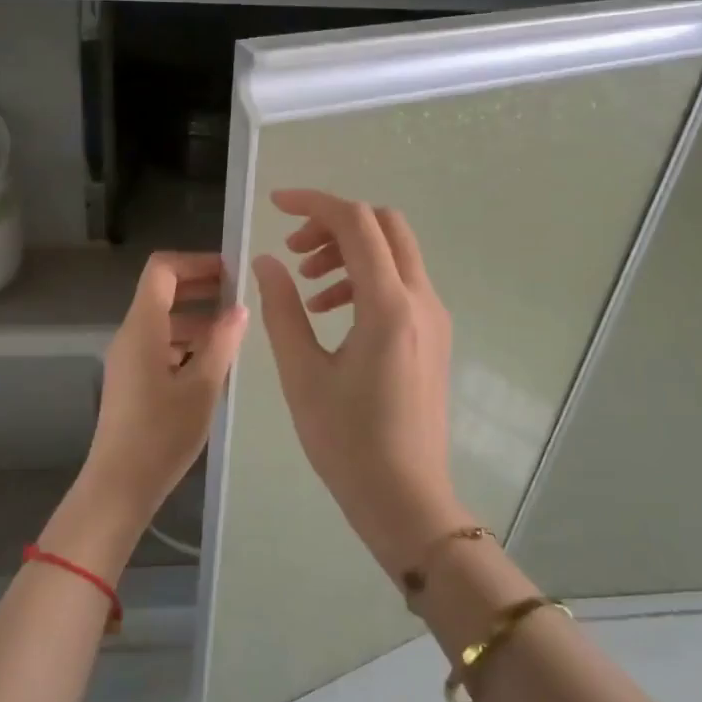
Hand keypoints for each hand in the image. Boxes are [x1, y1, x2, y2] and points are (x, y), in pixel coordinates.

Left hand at [47, 253, 247, 574]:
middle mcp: (130, 335)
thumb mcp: (202, 387)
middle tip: (241, 298)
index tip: (231, 273)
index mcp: (142, 327)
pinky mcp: (132, 380)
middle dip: (201, 288)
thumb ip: (222, 343)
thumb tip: (239, 308)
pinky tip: (214, 364)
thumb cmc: (162, 434)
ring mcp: (128, 358)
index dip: (196, 262)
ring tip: (235, 334)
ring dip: (197, 319)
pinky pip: (160, 345)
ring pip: (163, 321)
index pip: (162, 269)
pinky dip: (186, 343)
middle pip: (162, 292)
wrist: (120, 485)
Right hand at [250, 191, 466, 575]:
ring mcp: (434, 317)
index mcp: (388, 305)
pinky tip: (331, 312)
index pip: (356, 223)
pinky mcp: (434, 335)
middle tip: (294, 252)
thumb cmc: (347, 442)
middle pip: (385, 226)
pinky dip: (365, 279)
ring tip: (306, 287)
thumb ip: (282, 309)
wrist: (406, 498)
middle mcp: (421, 300)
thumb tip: (268, 262)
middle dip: (335, 224)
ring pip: (395, 253)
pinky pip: (401, 284)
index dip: (314, 204)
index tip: (275, 206)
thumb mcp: (302, 373)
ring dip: (350, 252)